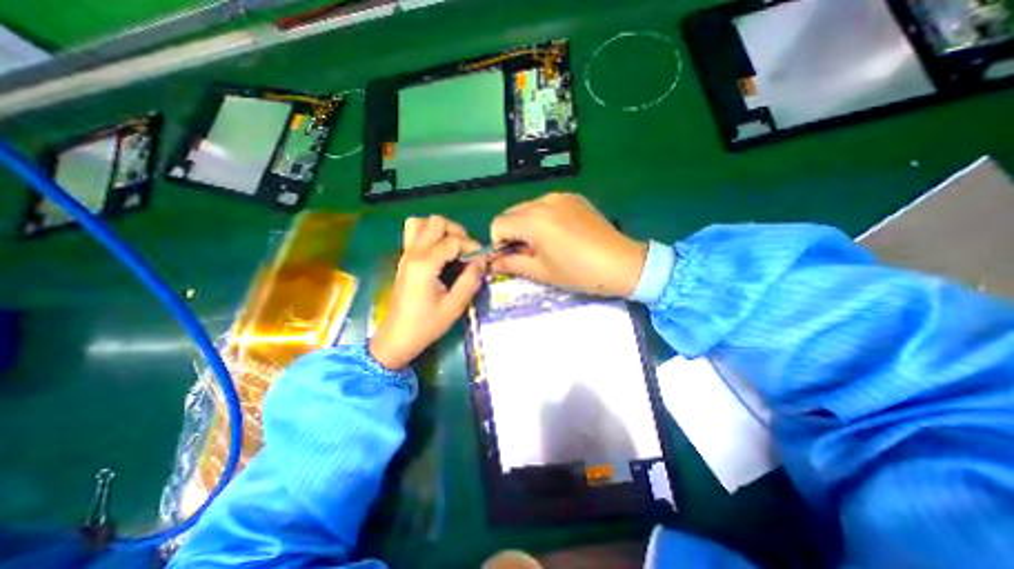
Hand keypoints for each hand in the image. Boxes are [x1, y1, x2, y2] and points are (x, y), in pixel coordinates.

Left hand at [370, 214, 483, 367]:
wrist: (397, 338)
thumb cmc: (426, 325)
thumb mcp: (454, 305)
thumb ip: (470, 279)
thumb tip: (483, 260)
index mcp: (425, 264)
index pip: (453, 241)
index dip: (471, 246)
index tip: (482, 259)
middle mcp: (413, 253)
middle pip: (436, 222)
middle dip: (456, 232)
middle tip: (467, 250)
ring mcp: (406, 254)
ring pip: (421, 223)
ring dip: (440, 230)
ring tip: (452, 246)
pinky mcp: (404, 259)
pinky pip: (413, 233)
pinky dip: (429, 234)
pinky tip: (440, 252)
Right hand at [487, 191, 644, 294]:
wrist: (621, 263)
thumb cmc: (578, 272)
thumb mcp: (541, 272)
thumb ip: (512, 263)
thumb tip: (494, 262)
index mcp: (533, 220)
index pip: (498, 224)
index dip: (498, 243)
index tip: (511, 257)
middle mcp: (543, 201)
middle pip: (511, 213)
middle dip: (512, 233)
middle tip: (527, 252)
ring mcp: (560, 196)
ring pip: (528, 208)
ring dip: (527, 225)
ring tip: (545, 244)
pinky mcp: (574, 198)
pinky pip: (547, 205)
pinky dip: (543, 218)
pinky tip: (560, 234)